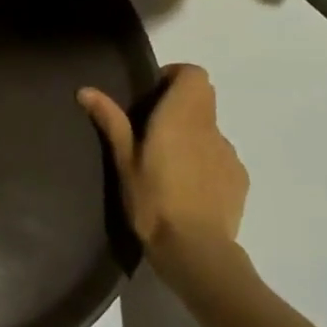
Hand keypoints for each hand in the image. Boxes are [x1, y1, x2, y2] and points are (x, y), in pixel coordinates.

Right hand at [79, 64, 248, 271]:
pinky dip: (206, 162)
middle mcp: (210, 128)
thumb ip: (111, 121)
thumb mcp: (124, 160)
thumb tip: (86, 90)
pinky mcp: (240, 180)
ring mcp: (229, 154)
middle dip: (180, 106)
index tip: (152, 96)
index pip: (194, 74)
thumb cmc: (153, 200)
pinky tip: (189, 189)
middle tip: (152, 129)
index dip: (175, 76)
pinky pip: (221, 157)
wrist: (196, 252)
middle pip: (203, 99)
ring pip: (211, 130)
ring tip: (169, 166)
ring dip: (192, 136)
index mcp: (182, 116)